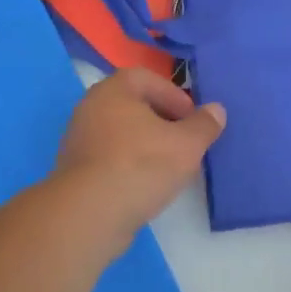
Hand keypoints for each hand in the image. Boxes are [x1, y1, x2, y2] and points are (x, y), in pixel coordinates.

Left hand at [54, 68, 224, 238]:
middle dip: (162, 120)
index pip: (146, 78)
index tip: (192, 119)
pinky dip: (129, 163)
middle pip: (133, 105)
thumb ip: (204, 124)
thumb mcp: (187, 144)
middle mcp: (90, 107)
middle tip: (185, 141)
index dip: (174, 95)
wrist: (89, 214)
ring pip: (121, 133)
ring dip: (146, 143)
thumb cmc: (141, 166)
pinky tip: (146, 184)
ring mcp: (78, 139)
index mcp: (113, 90)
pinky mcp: (74, 170)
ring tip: (170, 165)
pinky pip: (109, 157)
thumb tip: (216, 110)